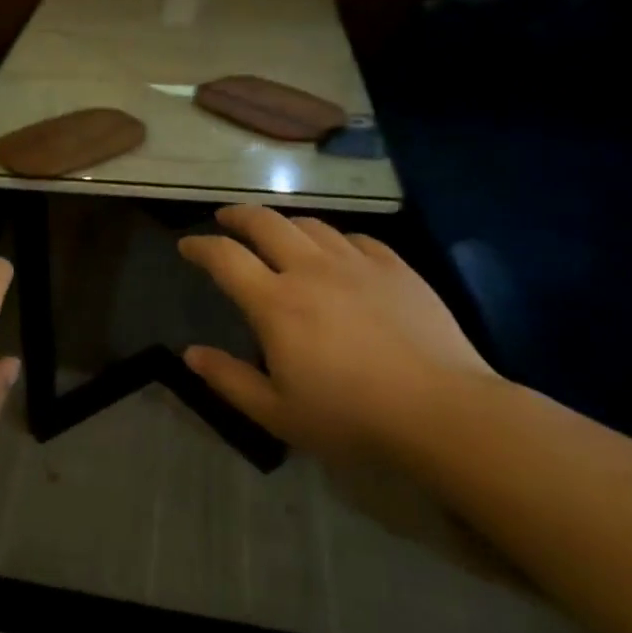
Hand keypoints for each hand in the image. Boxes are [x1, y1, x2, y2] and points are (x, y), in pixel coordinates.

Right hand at [178, 206, 496, 458]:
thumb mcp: (277, 412)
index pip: (225, 257)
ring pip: (310, 224)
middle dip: (237, 215)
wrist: (444, 413)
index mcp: (275, 302)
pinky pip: (355, 238)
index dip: (200, 246)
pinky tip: (336, 252)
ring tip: (276, 233)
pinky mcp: (395, 268)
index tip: (187, 246)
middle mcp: (310, 269)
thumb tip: (190, 353)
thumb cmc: (352, 418)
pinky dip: (333, 239)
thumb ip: (229, 379)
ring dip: (283, 223)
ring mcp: (356, 264)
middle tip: (225, 218)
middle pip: (265, 222)